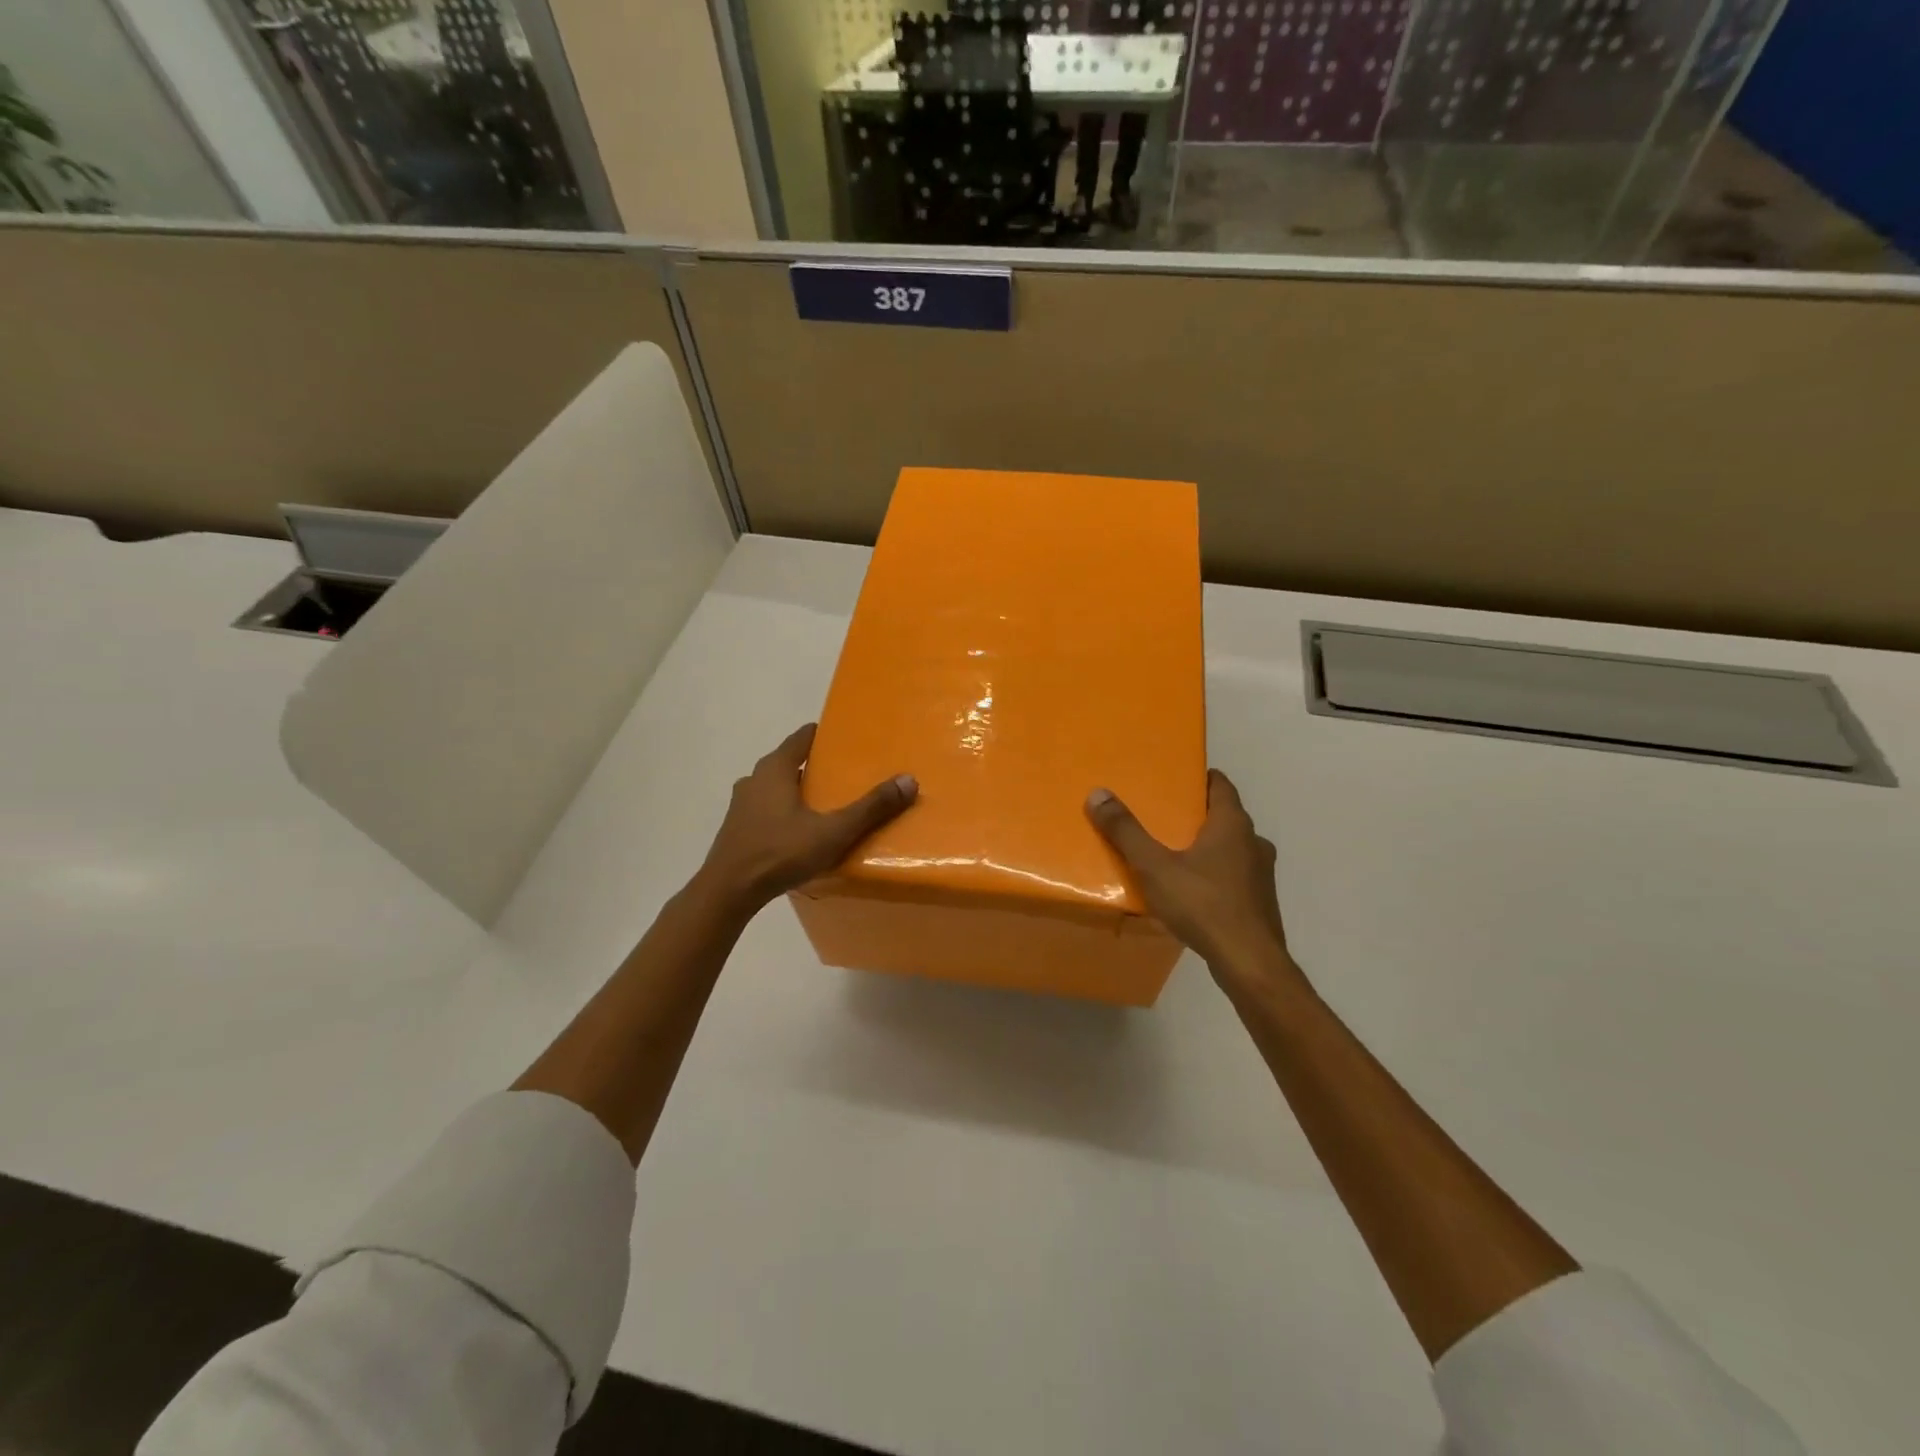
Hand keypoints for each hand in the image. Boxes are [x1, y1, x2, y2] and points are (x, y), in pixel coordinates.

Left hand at [697, 724, 916, 913]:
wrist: (728, 891)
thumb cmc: (780, 852)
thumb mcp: (833, 831)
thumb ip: (870, 807)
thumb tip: (908, 780)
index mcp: (775, 769)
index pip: (803, 737)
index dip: (825, 735)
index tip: (849, 739)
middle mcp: (755, 778)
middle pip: (790, 761)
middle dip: (817, 764)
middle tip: (847, 773)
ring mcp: (743, 804)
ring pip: (777, 786)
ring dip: (800, 789)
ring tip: (829, 803)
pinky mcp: (738, 827)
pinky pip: (768, 808)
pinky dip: (786, 810)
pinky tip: (802, 829)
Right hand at [1086, 769, 1302, 991]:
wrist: (1249, 963)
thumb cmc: (1203, 905)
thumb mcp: (1154, 867)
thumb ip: (1126, 831)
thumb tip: (1098, 793)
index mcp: (1232, 824)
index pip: (1220, 784)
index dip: (1199, 778)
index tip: (1174, 778)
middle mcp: (1253, 841)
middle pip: (1224, 816)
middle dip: (1195, 814)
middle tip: (1162, 816)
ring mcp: (1261, 873)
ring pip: (1231, 848)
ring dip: (1206, 847)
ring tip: (1172, 854)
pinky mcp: (1260, 901)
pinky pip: (1233, 876)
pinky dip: (1214, 874)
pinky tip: (1191, 890)